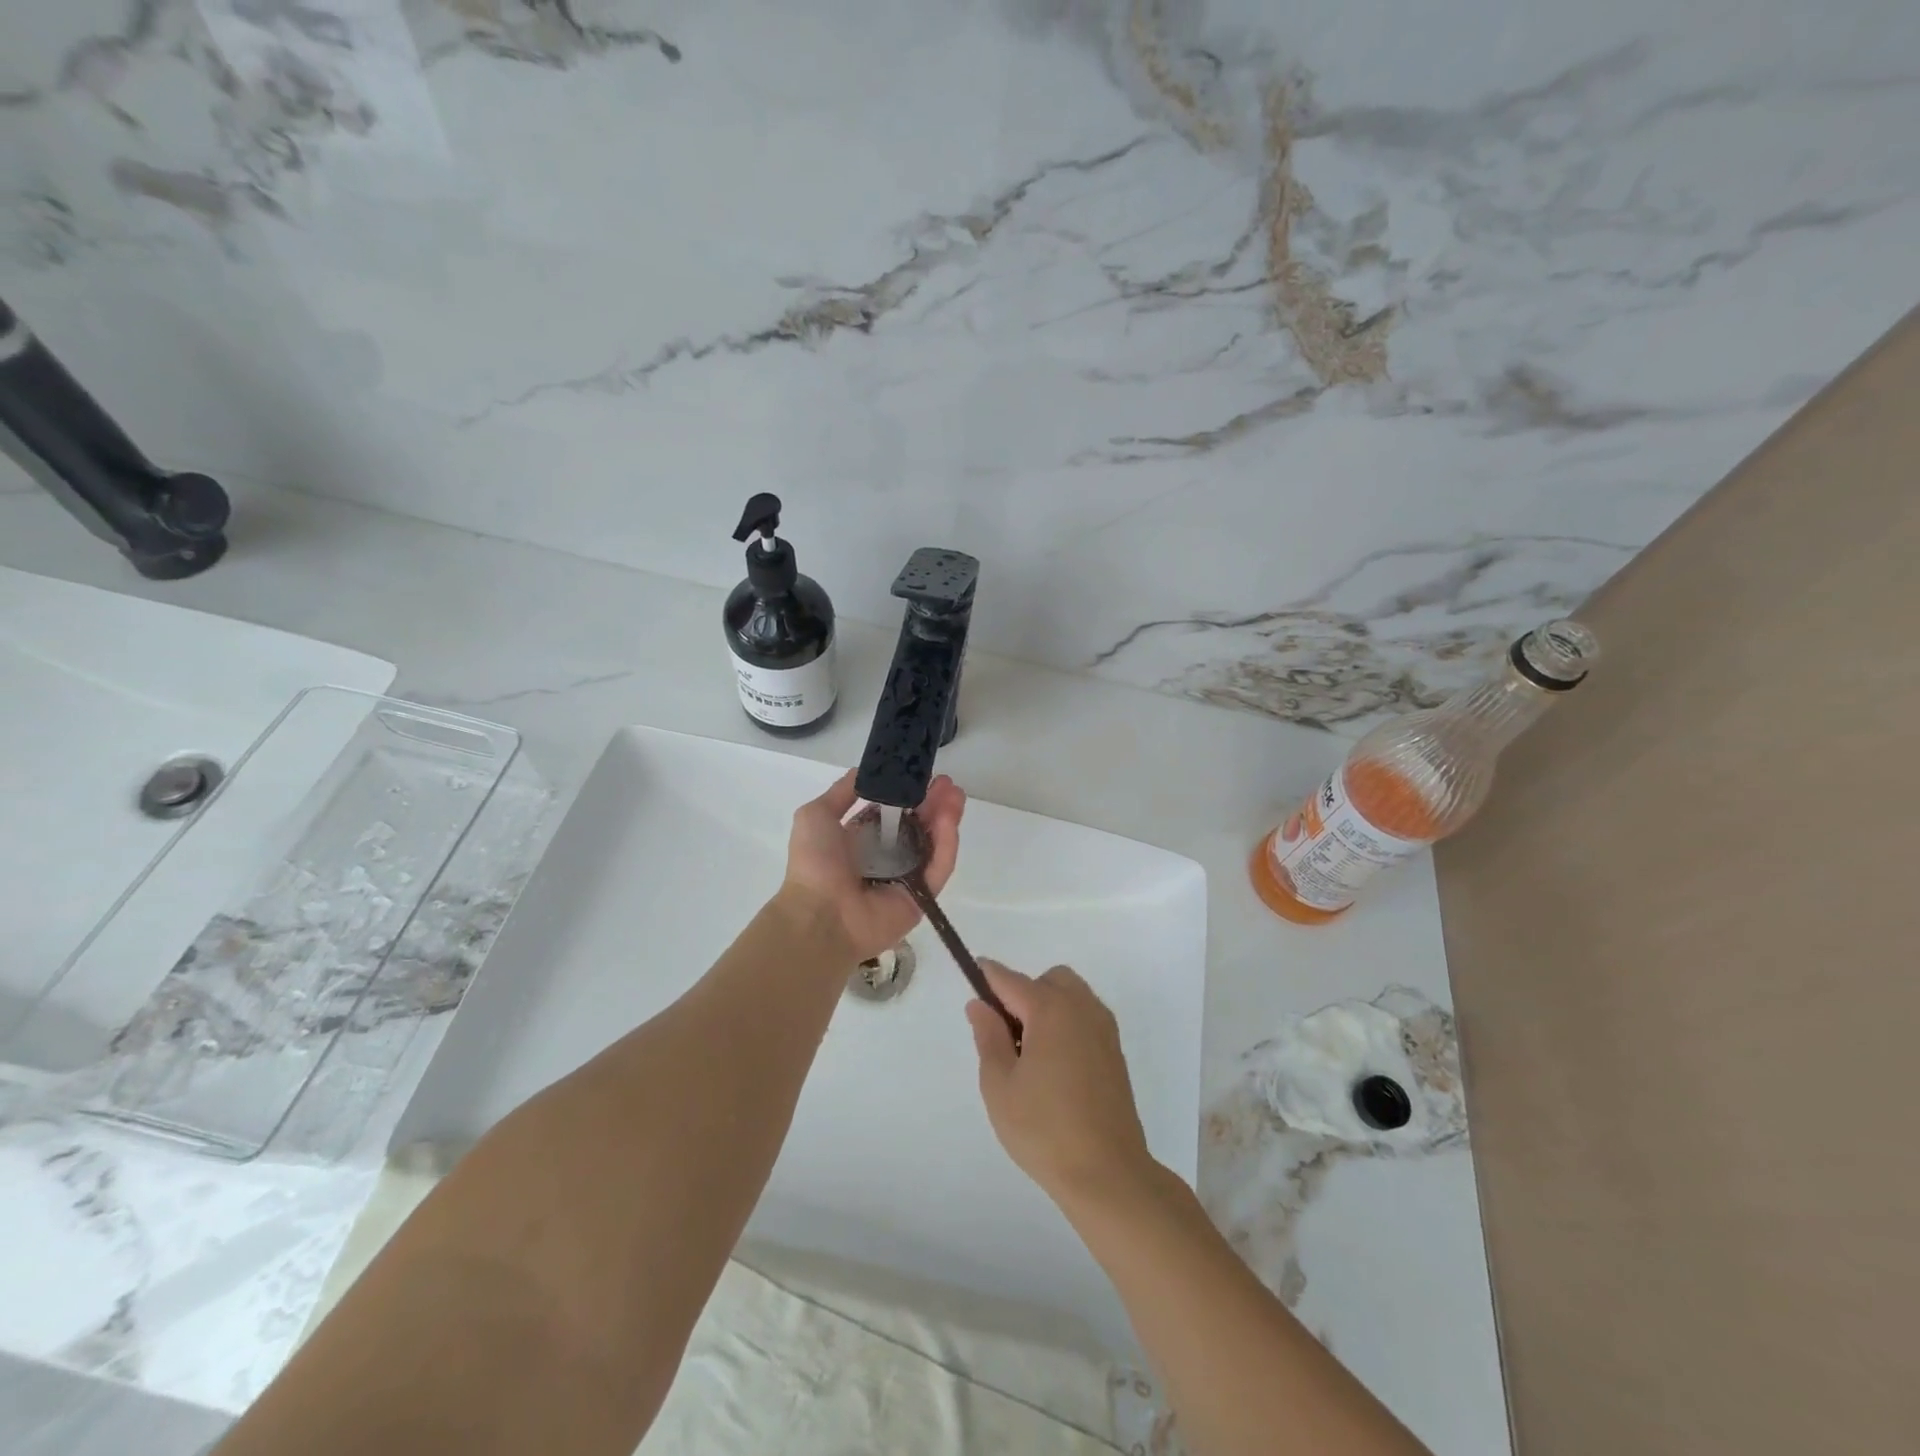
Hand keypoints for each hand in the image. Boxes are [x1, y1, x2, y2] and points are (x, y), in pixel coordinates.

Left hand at [779, 770, 964, 963]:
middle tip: (948, 783)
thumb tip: (862, 771)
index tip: (923, 775)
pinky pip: (939, 867)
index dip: (909, 794)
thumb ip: (841, 793)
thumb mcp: (816, 815)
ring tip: (956, 795)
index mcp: (863, 840)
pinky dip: (947, 844)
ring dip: (946, 818)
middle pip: (919, 826)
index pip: (895, 814)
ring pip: (934, 844)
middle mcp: (888, 858)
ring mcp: (907, 878)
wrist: (820, 915)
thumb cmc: (815, 864)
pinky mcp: (923, 897)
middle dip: (934, 802)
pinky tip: (949, 820)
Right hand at [966, 962, 1156, 1207]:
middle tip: (1007, 1034)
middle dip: (1024, 992)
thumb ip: (988, 1037)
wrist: (1108, 1173)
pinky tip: (1056, 1065)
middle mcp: (1081, 1008)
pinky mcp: (1115, 1051)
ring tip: (1031, 1052)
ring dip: (1048, 1005)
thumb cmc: (1044, 1129)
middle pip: (1047, 980)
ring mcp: (1103, 1029)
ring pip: (1071, 995)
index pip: (1011, 979)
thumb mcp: (1000, 1085)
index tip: (974, 973)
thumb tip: (980, 1004)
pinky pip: (1086, 1017)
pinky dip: (1067, 1023)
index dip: (989, 975)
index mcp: (1050, 1010)